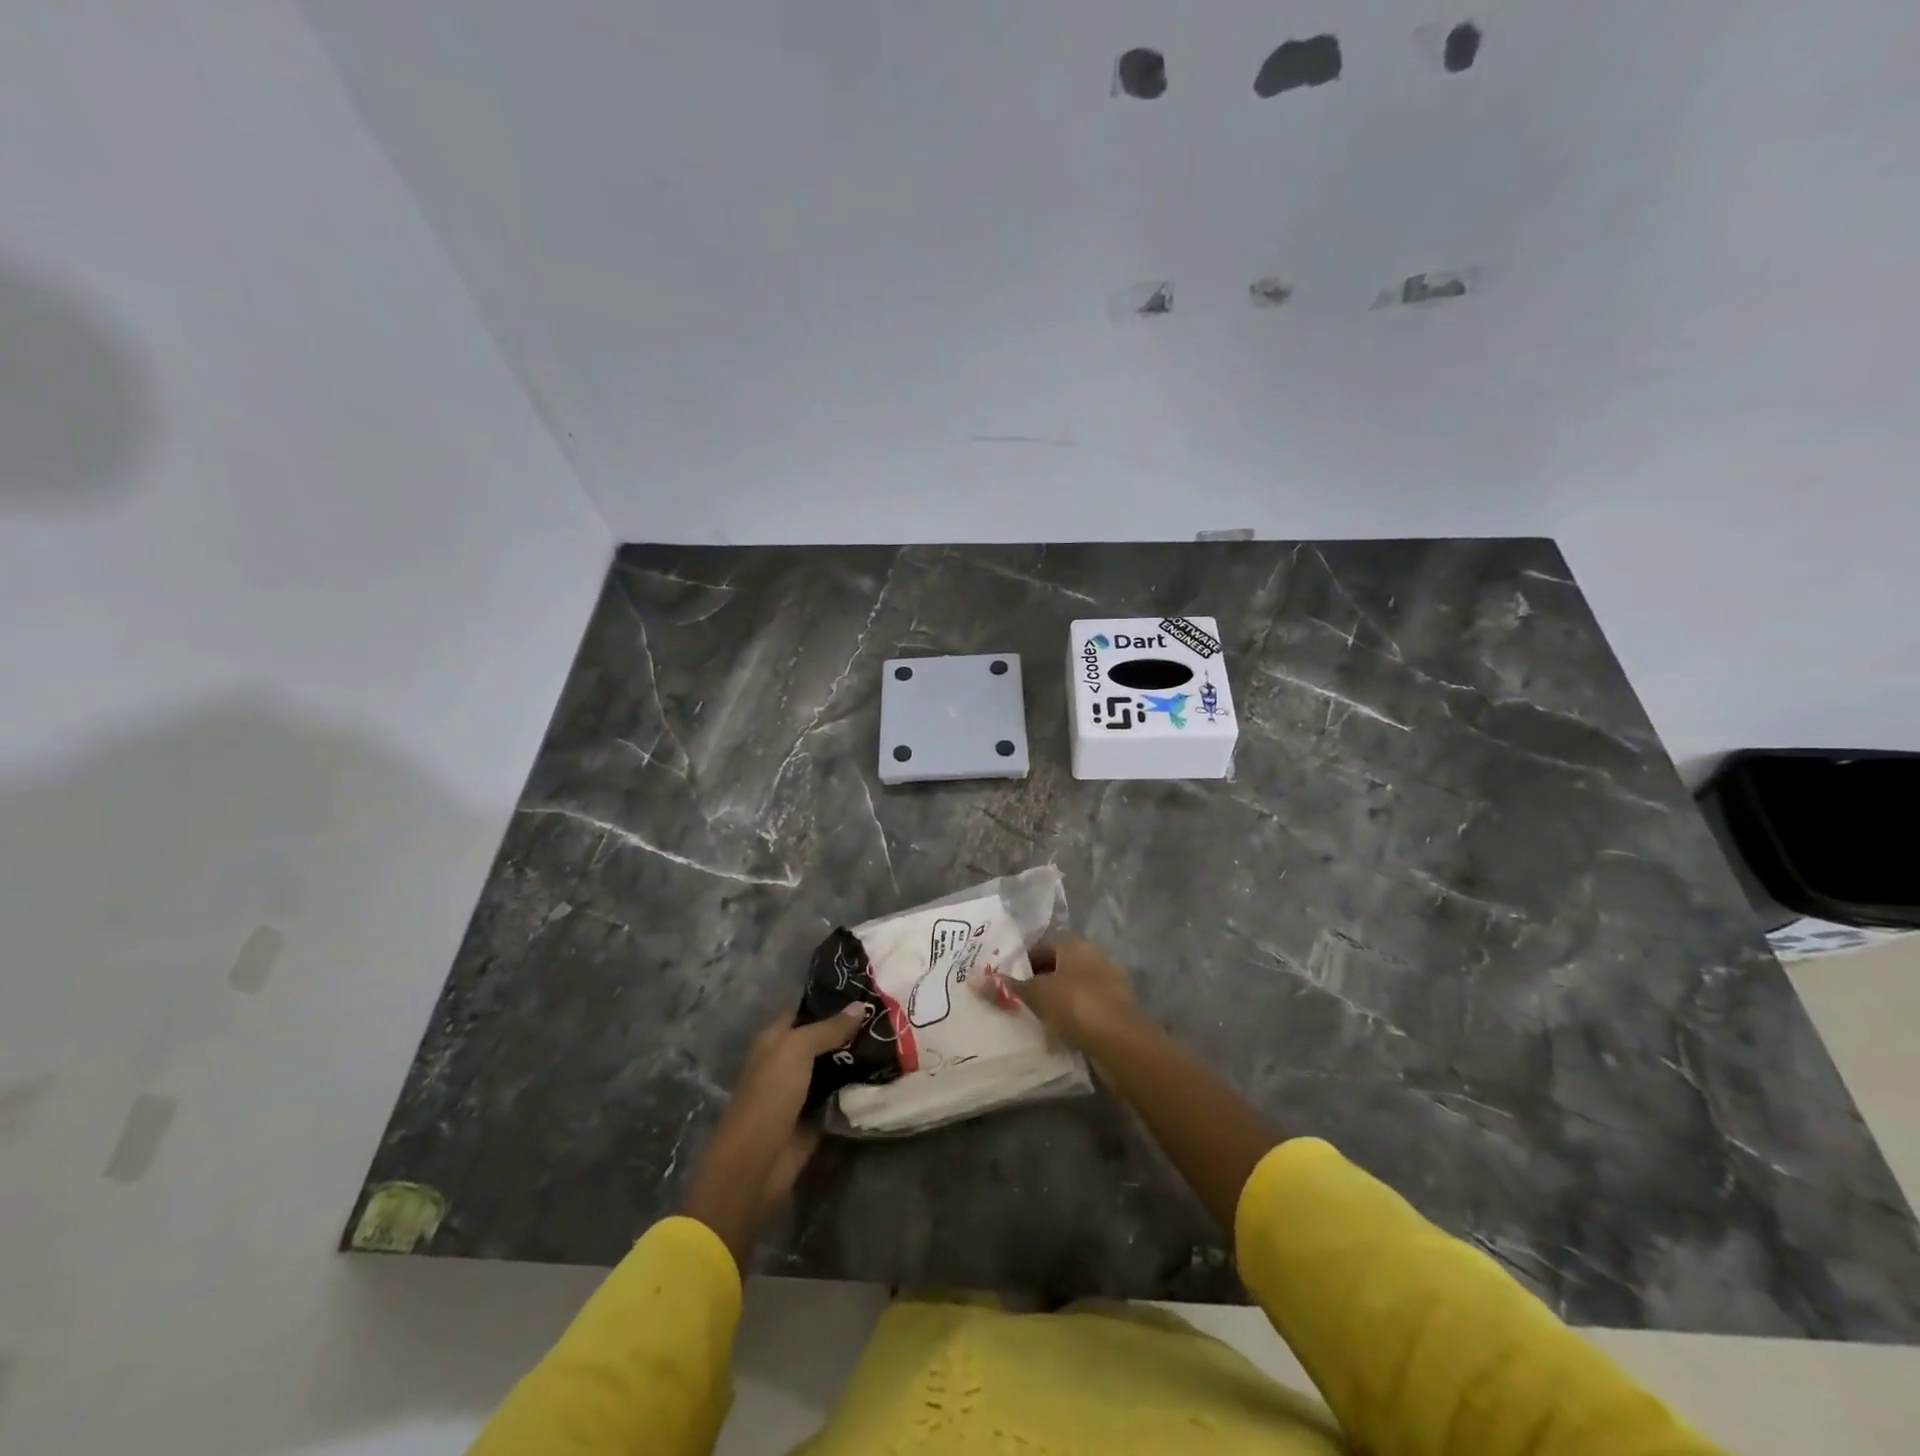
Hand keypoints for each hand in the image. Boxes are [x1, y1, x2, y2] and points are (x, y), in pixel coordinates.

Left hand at [680, 1004, 867, 1270]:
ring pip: (837, 1062)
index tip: (869, 986)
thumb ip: (828, 1028)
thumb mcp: (796, 1051)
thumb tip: (861, 1005)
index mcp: (776, 1038)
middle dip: (853, 1025)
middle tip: (891, 1010)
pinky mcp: (818, 1113)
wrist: (757, 1164)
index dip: (834, 998)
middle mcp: (789, 1058)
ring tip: (896, 1034)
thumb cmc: (770, 1096)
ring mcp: (805, 1086)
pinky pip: (842, 1090)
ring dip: (859, 1053)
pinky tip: (888, 1067)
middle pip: (825, 1035)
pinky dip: (859, 1082)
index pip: (808, 1008)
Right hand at [987, 937, 1137, 1050]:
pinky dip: (1072, 1019)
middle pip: (1058, 968)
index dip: (1021, 964)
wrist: (1121, 1042)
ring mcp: (1110, 983)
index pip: (1041, 947)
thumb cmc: (1075, 1005)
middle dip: (1038, 984)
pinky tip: (1059, 1036)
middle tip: (1016, 1003)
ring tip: (1034, 1021)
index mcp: (1075, 944)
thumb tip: (974, 980)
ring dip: (1056, 1003)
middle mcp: (1095, 957)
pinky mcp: (1118, 1010)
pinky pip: (1086, 1010)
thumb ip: (1006, 988)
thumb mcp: (1035, 995)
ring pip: (1073, 990)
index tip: (1006, 983)